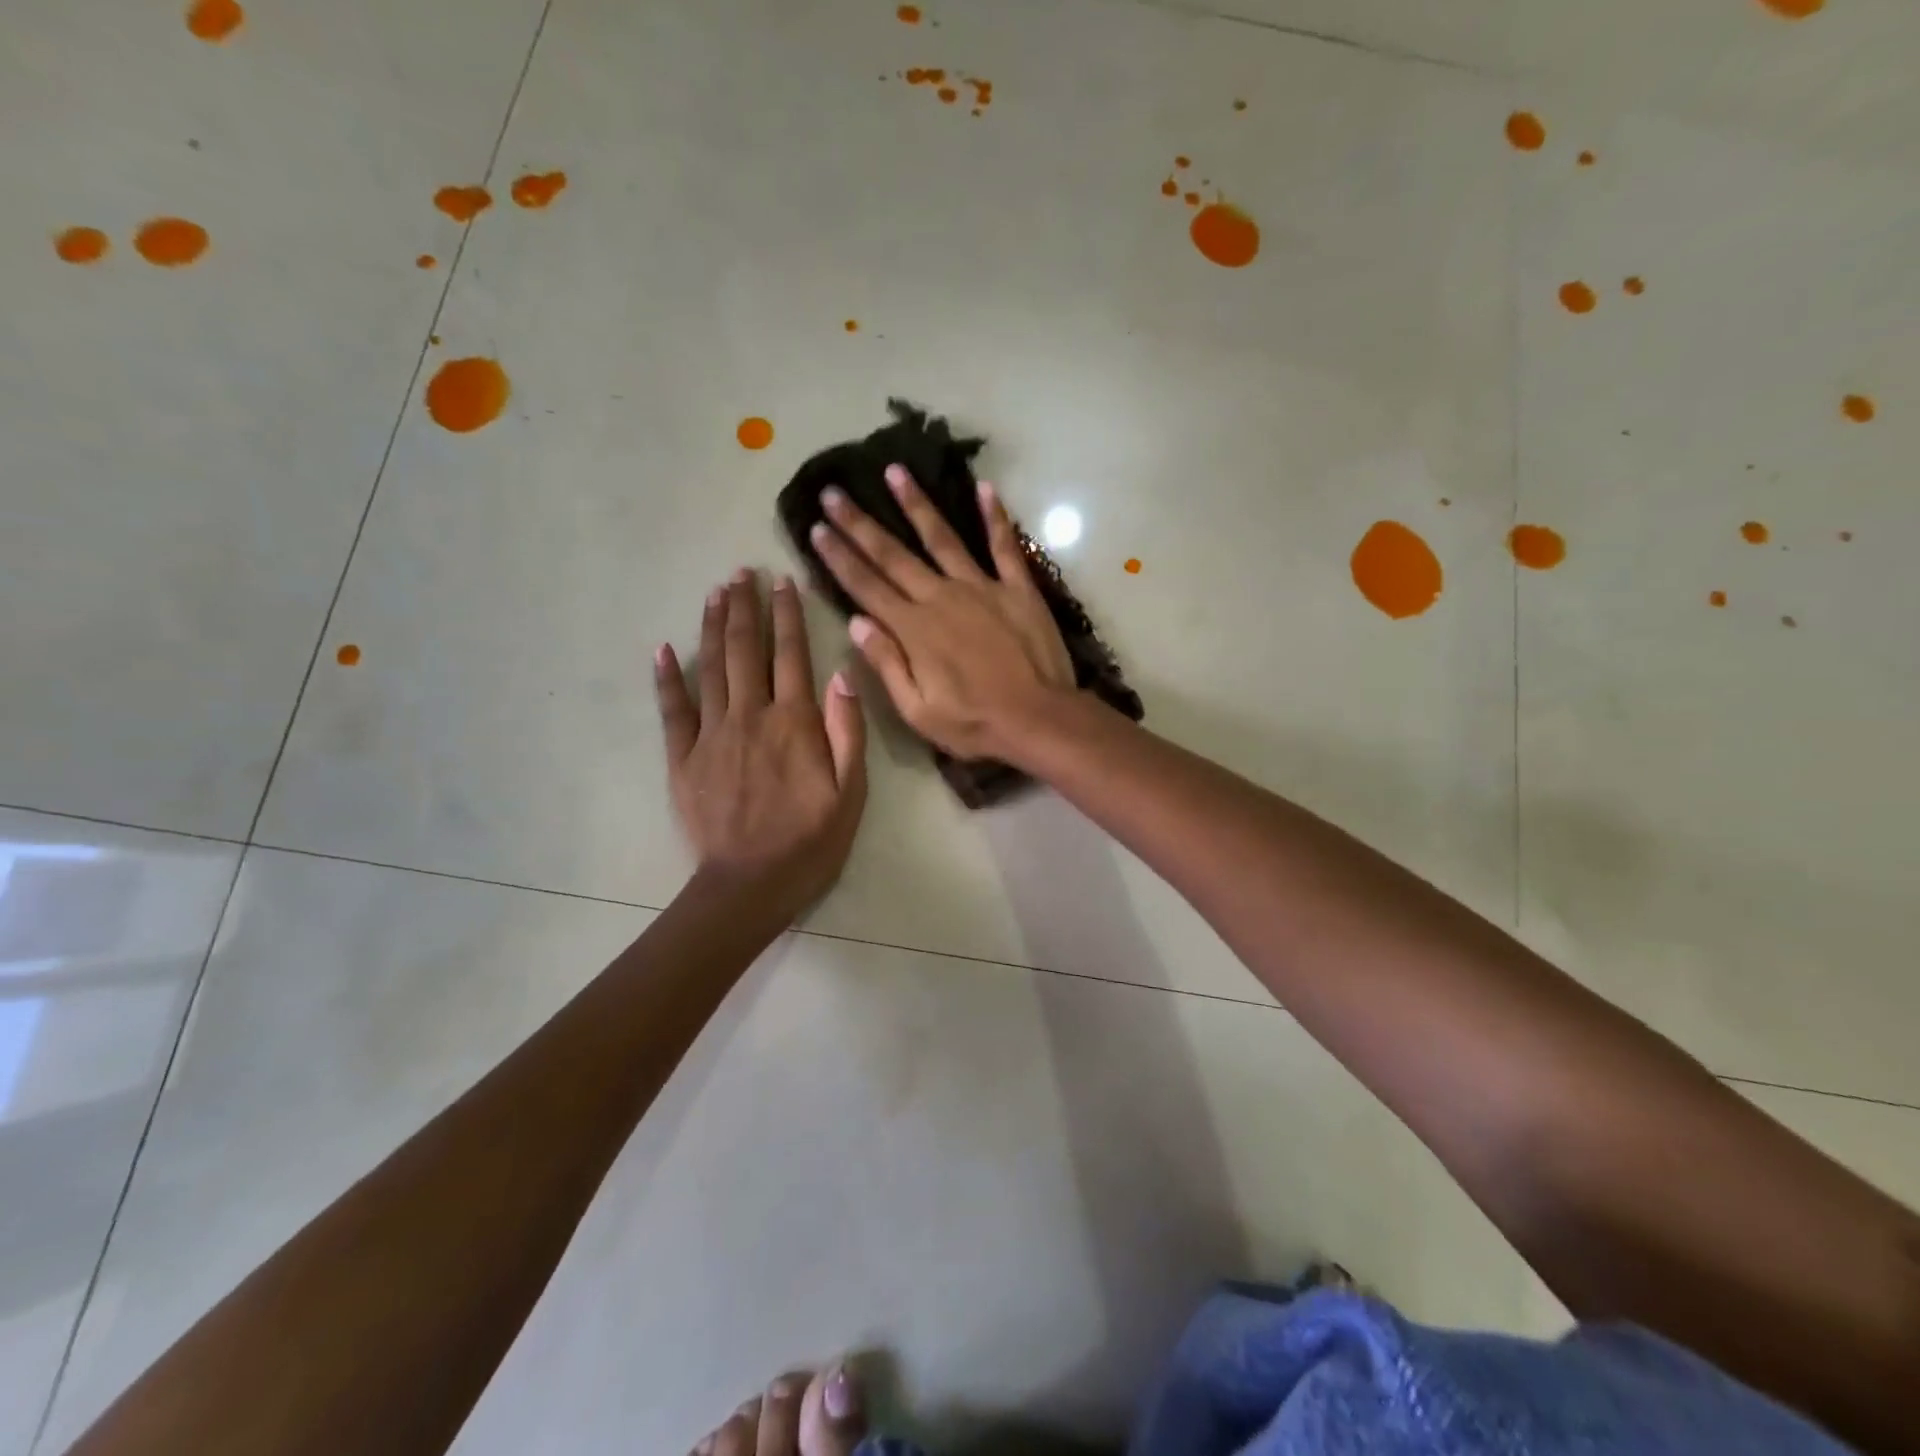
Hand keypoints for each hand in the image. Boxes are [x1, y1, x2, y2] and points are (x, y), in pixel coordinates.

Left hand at [655, 571, 866, 915]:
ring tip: (715, 593)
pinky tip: (663, 648)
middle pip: (745, 649)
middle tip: (741, 572)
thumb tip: (841, 671)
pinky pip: (672, 709)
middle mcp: (750, 716)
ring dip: (712, 626)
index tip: (783, 580)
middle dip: (745, 607)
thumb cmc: (811, 840)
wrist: (751, 884)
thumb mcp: (851, 791)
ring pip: (710, 667)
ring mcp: (711, 735)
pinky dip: (667, 677)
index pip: (791, 654)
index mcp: (794, 722)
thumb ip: (848, 729)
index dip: (788, 614)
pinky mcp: (683, 758)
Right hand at [809, 465, 1075, 762]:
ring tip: (894, 471)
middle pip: (893, 555)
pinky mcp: (1017, 588)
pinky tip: (985, 488)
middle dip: (859, 523)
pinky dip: (995, 516)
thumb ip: (886, 663)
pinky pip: (1004, 546)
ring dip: (916, 504)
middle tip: (833, 492)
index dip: (838, 556)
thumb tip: (855, 622)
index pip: (866, 586)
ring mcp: (982, 587)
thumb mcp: (917, 710)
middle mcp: (941, 597)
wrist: (1038, 719)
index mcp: (914, 629)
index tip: (816, 528)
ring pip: (942, 538)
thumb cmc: (974, 723)